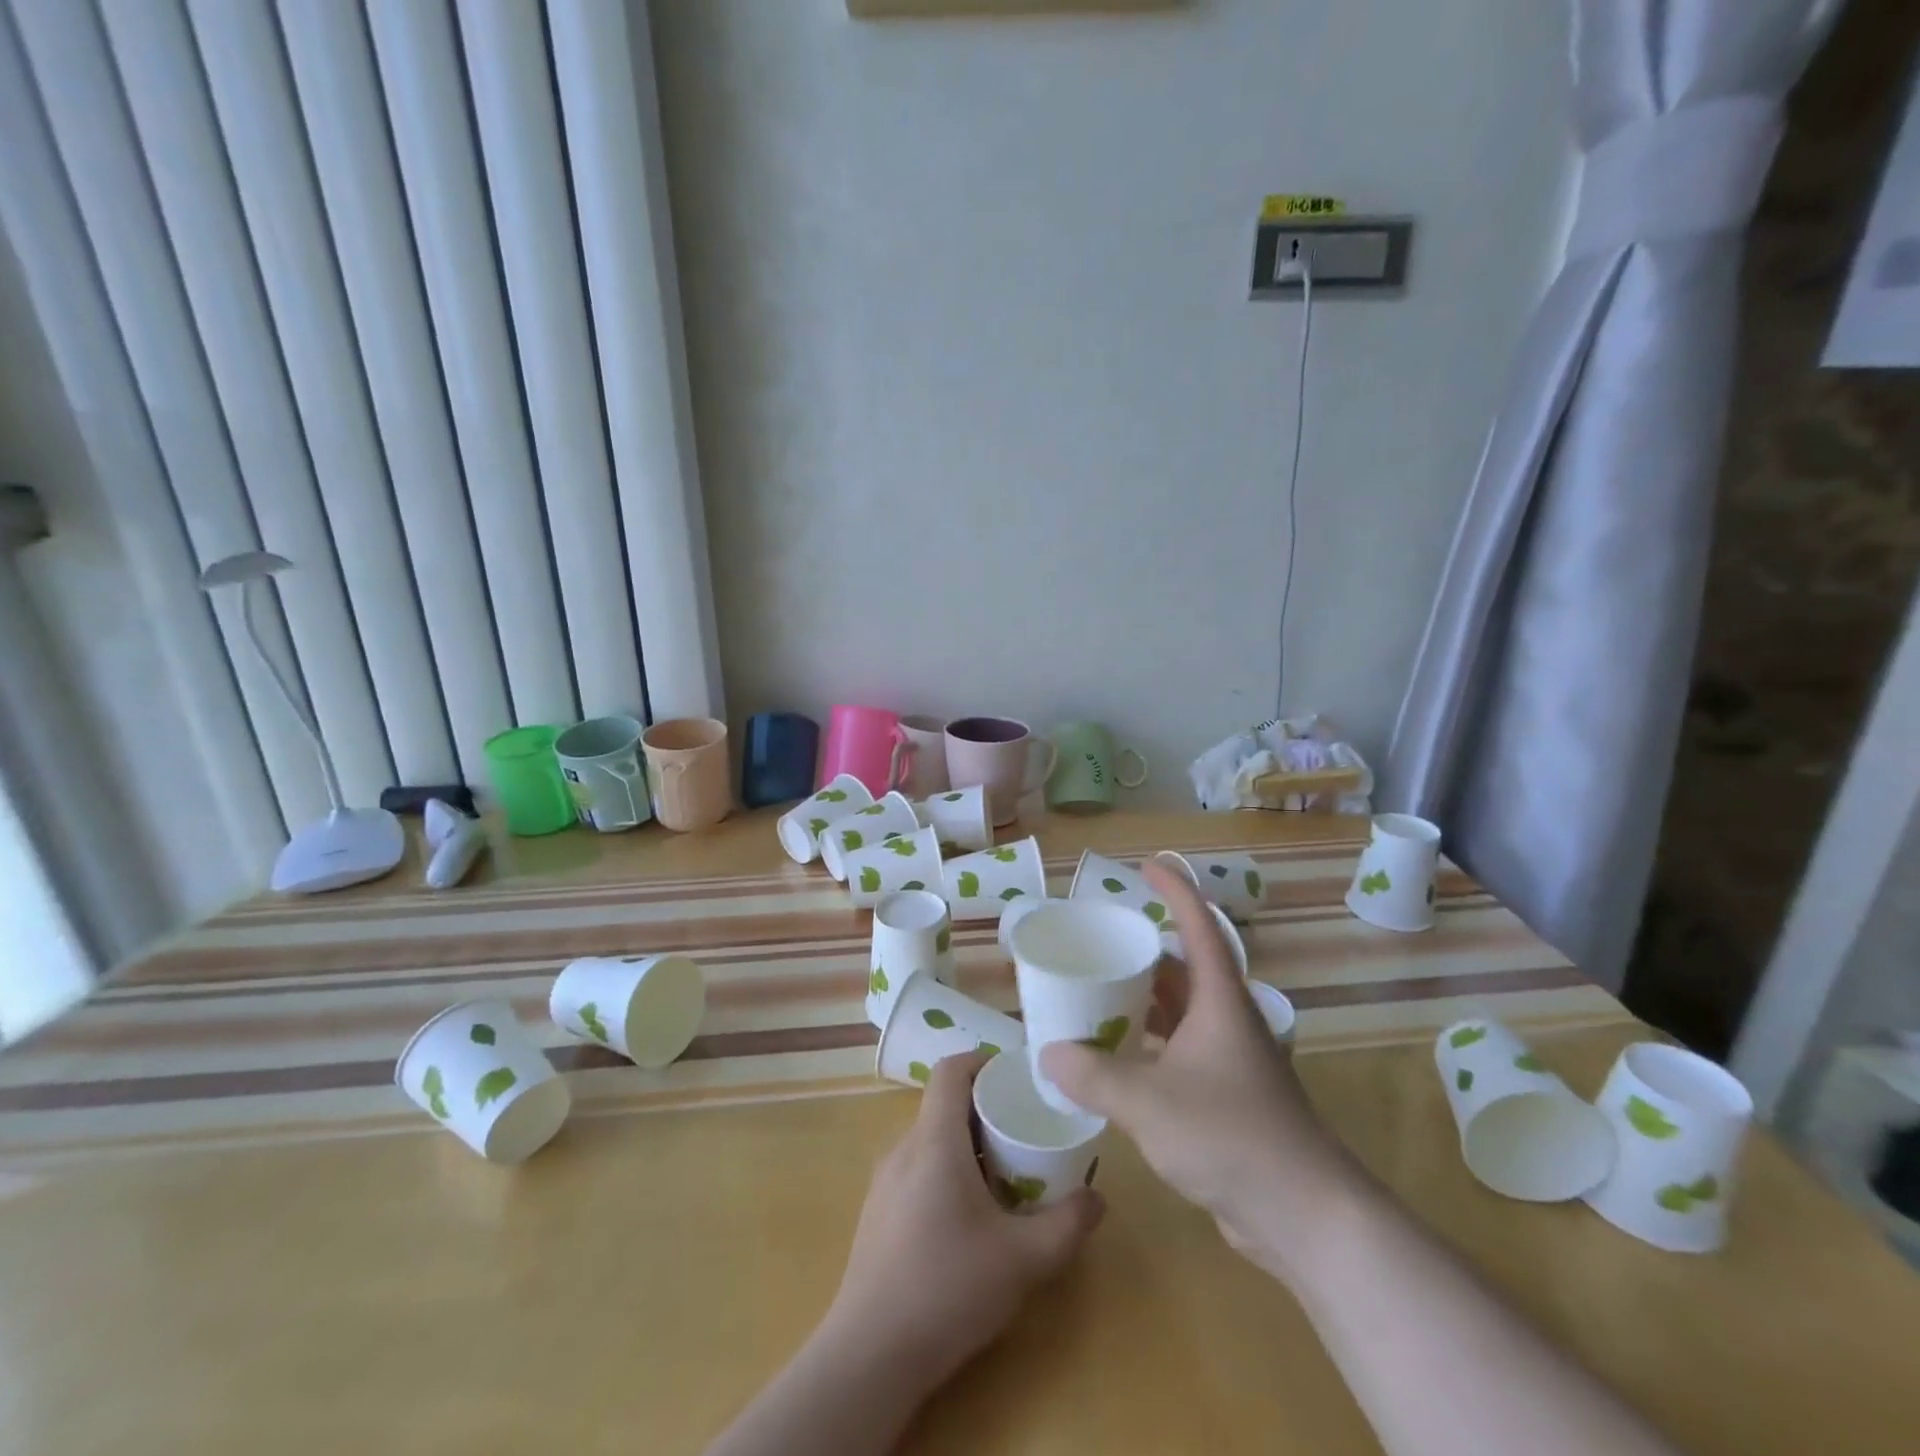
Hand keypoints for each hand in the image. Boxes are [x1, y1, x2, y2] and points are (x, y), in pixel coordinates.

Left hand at [821, 1051, 1104, 1393]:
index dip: (983, 1061)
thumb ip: (1067, 1225)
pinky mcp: (877, 1214)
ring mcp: (884, 1182)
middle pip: (943, 1105)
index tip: (1016, 1077)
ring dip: (966, 1145)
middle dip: (985, 1109)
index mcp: (934, 1141)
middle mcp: (904, 1149)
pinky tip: (969, 1218)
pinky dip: (946, 1172)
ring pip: (930, 1140)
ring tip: (1005, 1175)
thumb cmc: (948, 1288)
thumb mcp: (1024, 1259)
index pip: (951, 1070)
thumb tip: (1096, 1198)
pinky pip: (917, 1170)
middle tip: (1024, 1131)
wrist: (870, 1356)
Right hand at [1040, 862, 1352, 1275]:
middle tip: (1100, 943)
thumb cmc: (1230, 1136)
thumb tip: (1048, 1054)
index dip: (1175, 890)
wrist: (1305, 1214)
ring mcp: (1230, 1060)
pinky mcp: (1227, 1097)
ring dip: (1144, 1002)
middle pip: (1184, 969)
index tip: (1148, 865)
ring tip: (1097, 996)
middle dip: (1144, 951)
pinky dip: (1148, 1045)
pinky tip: (1117, 1061)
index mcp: (1219, 1001)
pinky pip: (1179, 1051)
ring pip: (1181, 1013)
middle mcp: (1227, 1021)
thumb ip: (1093, 1075)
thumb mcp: (1148, 1101)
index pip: (1199, 926)